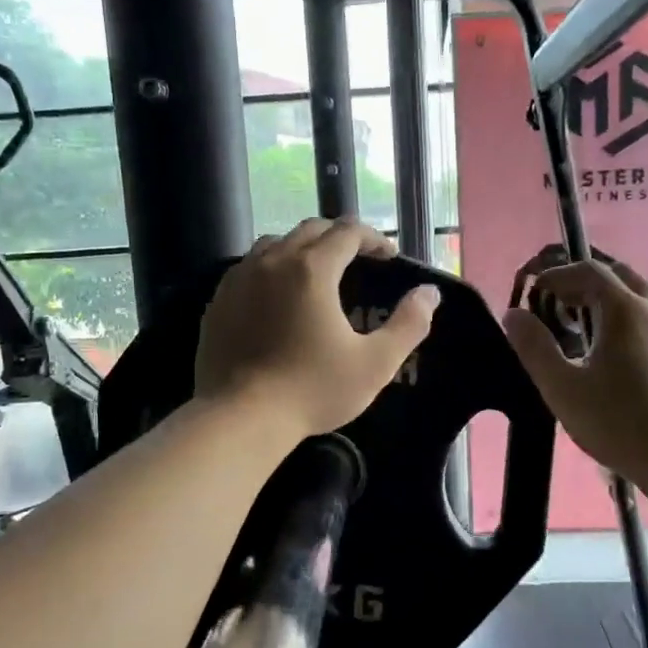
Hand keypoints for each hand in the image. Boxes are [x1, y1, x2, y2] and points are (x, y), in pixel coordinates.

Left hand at [196, 218, 440, 442]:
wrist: (241, 417)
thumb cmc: (313, 390)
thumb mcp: (375, 363)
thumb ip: (409, 324)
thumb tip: (430, 293)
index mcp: (312, 268)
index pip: (348, 232)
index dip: (374, 238)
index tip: (388, 257)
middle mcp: (272, 261)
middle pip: (310, 229)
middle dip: (339, 237)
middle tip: (358, 260)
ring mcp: (239, 279)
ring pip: (275, 244)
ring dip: (302, 248)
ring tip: (316, 273)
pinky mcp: (218, 301)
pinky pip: (248, 268)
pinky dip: (270, 269)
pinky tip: (277, 297)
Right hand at [502, 256, 647, 483]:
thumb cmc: (620, 424)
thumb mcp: (562, 389)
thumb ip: (534, 347)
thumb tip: (514, 314)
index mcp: (625, 310)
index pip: (588, 270)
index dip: (559, 275)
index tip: (538, 291)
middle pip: (625, 278)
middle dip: (593, 285)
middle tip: (570, 310)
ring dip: (626, 309)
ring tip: (608, 341)